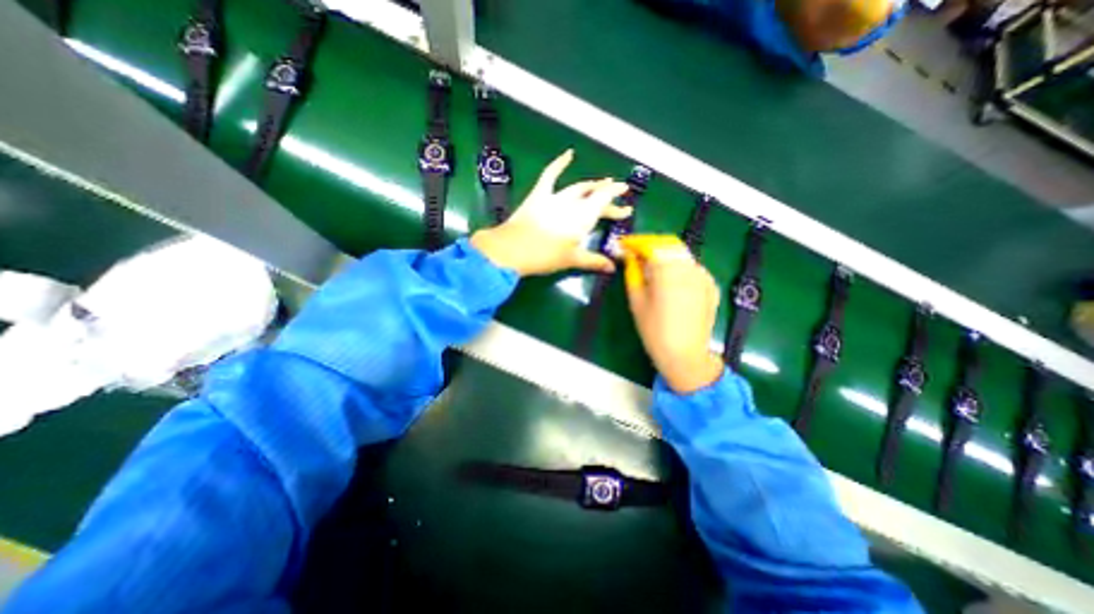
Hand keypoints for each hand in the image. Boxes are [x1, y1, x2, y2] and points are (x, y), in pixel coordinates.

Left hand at [471, 148, 633, 274]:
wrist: (512, 249)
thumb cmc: (545, 256)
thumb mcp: (572, 259)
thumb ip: (594, 261)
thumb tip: (612, 268)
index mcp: (583, 217)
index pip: (604, 203)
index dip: (616, 202)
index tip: (627, 204)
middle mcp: (572, 203)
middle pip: (594, 197)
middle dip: (608, 199)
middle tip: (620, 205)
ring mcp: (555, 197)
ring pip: (578, 187)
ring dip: (592, 185)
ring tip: (602, 184)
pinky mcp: (539, 195)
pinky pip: (550, 175)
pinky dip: (559, 163)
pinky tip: (568, 153)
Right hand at [618, 235, 722, 392]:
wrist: (685, 355)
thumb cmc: (654, 330)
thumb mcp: (637, 301)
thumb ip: (633, 273)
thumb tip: (629, 256)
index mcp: (668, 269)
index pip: (650, 244)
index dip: (635, 242)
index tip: (622, 245)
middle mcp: (689, 266)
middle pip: (668, 245)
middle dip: (650, 245)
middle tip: (635, 254)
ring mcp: (703, 275)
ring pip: (681, 255)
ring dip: (664, 255)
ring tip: (650, 268)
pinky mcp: (710, 286)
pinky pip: (691, 268)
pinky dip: (678, 267)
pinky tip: (669, 280)